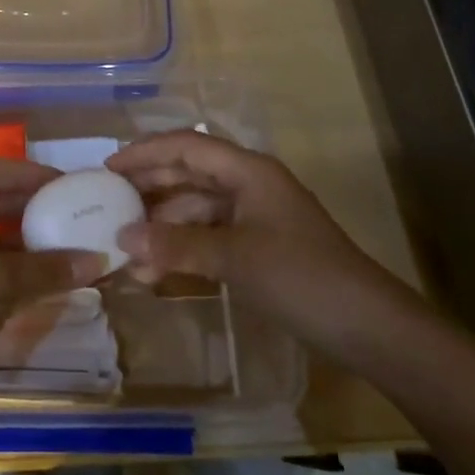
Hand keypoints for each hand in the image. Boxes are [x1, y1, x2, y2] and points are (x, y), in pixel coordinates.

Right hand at [106, 130, 403, 350]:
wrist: (368, 328)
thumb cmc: (301, 277)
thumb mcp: (234, 257)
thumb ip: (175, 245)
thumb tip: (122, 238)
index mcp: (248, 171)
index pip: (185, 147)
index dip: (144, 152)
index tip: (106, 168)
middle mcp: (249, 186)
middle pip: (188, 174)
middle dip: (148, 189)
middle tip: (107, 204)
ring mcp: (254, 218)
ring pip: (196, 209)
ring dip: (162, 228)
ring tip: (127, 253)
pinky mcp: (258, 248)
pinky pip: (208, 236)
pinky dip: (182, 249)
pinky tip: (156, 272)